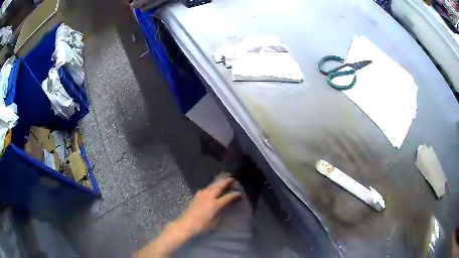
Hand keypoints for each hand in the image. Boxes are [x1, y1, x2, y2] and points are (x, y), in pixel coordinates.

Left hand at [176, 177, 241, 235]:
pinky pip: (205, 189)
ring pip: (211, 186)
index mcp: (215, 204)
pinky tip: (211, 187)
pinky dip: (210, 186)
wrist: (186, 224)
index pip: (227, 197)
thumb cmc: (202, 226)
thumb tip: (222, 208)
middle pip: (218, 187)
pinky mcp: (196, 196)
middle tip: (231, 178)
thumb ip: (219, 213)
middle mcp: (208, 197)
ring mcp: (201, 195)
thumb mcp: (214, 222)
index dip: (234, 195)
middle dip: (225, 182)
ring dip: (218, 182)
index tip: (239, 193)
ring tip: (223, 179)